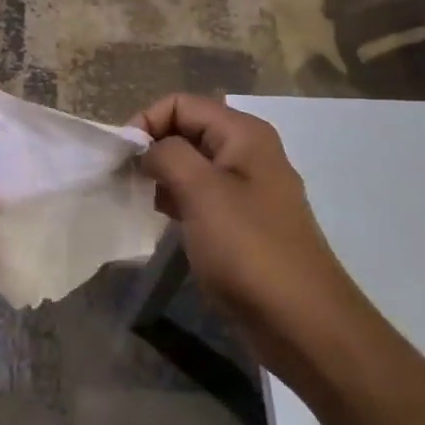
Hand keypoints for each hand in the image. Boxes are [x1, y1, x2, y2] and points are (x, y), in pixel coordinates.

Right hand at [132, 94, 364, 379]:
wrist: (301, 321)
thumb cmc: (249, 250)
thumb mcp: (201, 192)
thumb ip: (168, 155)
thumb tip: (148, 148)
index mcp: (243, 134)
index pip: (182, 103)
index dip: (147, 122)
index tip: (122, 158)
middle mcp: (249, 152)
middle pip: (188, 130)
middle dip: (154, 149)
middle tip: (128, 181)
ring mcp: (249, 188)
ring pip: (193, 164)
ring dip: (165, 176)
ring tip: (145, 202)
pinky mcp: (244, 222)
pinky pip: (203, 195)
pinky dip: (180, 200)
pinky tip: (167, 221)